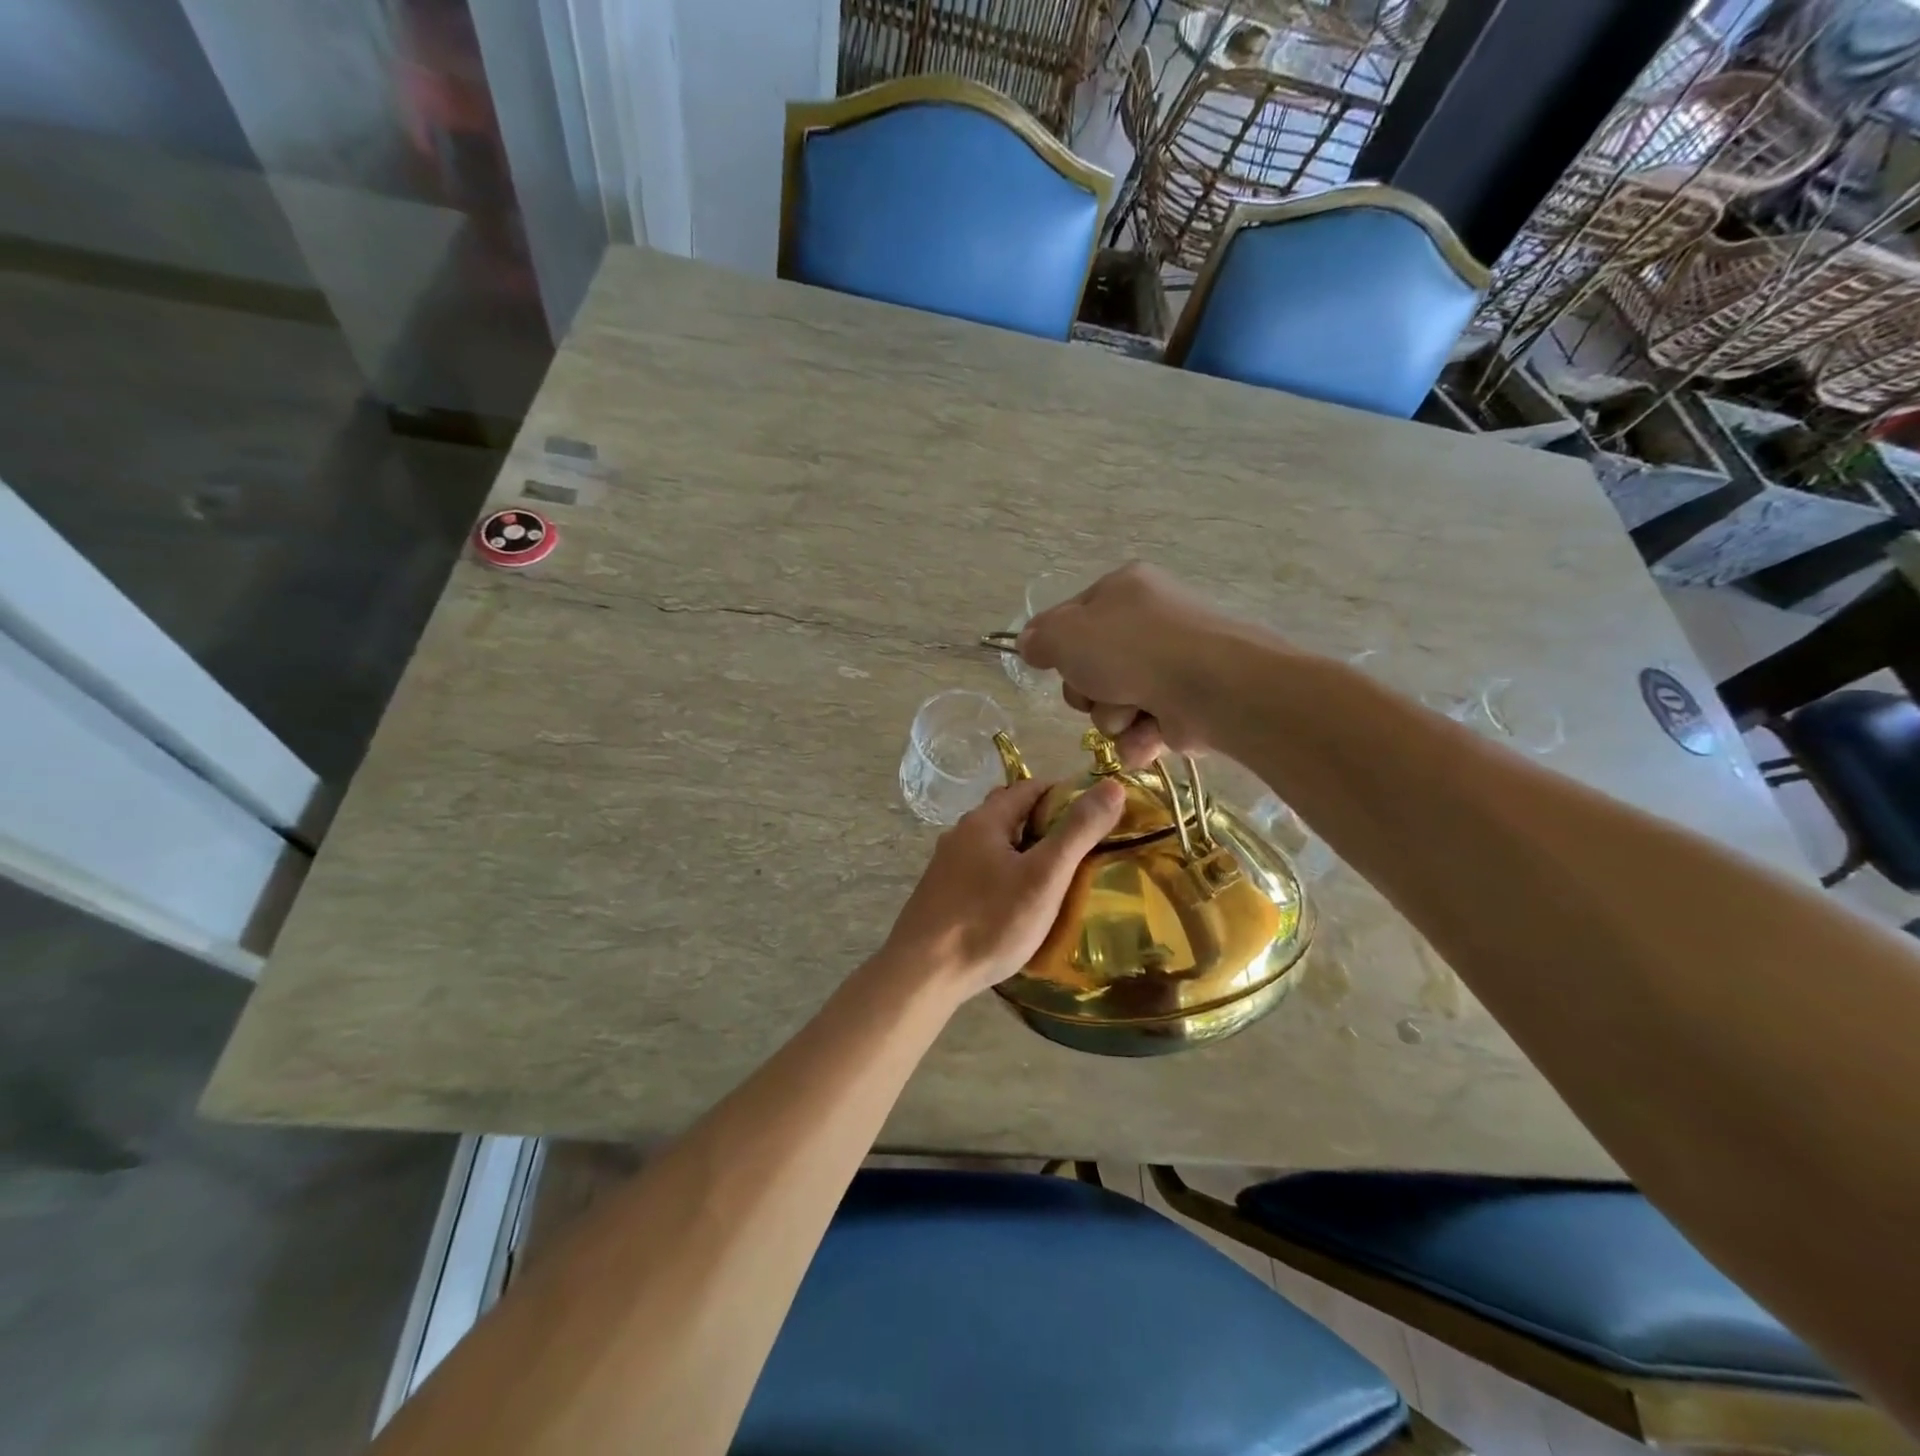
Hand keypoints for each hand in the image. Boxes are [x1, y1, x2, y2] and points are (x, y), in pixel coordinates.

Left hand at [882, 777, 1124, 999]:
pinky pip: (982, 871)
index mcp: (985, 820)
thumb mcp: (1044, 876)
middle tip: (1081, 849)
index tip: (1096, 816)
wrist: (924, 973)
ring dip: (1025, 852)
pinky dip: (1006, 875)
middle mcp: (961, 834)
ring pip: (995, 845)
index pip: (1031, 787)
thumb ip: (1078, 831)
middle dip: (1046, 823)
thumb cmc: (990, 921)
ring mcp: (946, 865)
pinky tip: (1019, 903)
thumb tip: (1112, 785)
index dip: (1066, 795)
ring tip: (1056, 877)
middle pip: (1010, 814)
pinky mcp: (941, 894)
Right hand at [1017, 563, 1247, 764]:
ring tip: (1132, 714)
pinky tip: (1149, 736)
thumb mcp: (1065, 635)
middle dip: (1088, 691)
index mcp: (1123, 590)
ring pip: (1114, 704)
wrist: (1211, 687)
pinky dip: (1141, 737)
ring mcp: (1173, 665)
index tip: (1051, 665)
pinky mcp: (1188, 705)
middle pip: (1091, 668)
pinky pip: (1144, 728)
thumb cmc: (1131, 650)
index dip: (1057, 647)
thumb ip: (1039, 639)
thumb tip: (1029, 644)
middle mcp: (1151, 622)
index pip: (1072, 618)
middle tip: (1098, 691)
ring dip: (1113, 718)